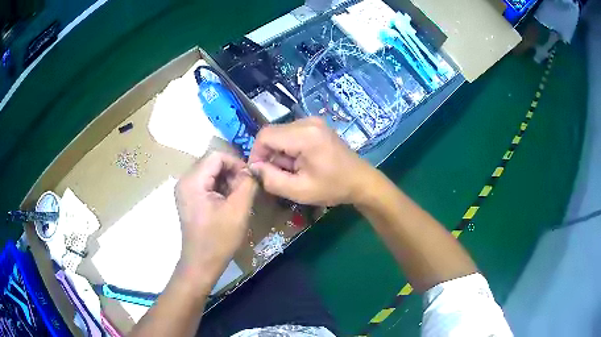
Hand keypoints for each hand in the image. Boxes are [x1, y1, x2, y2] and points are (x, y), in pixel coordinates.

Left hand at [175, 152, 256, 290]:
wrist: (202, 262)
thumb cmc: (219, 239)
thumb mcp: (238, 210)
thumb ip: (248, 183)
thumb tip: (253, 169)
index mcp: (193, 181)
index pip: (217, 156)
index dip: (236, 163)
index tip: (250, 178)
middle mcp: (184, 180)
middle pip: (212, 162)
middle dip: (231, 172)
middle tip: (245, 189)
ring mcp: (184, 189)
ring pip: (210, 172)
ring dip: (226, 180)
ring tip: (238, 197)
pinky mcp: (188, 198)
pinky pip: (206, 183)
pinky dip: (219, 188)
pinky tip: (227, 202)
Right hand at [248, 117, 375, 205]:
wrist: (361, 181)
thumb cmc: (333, 188)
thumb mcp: (299, 191)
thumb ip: (271, 180)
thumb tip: (254, 167)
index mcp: (305, 135)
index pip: (265, 135)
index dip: (256, 154)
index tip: (260, 172)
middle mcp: (308, 121)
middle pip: (272, 133)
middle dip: (269, 155)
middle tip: (280, 175)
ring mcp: (313, 121)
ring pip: (280, 134)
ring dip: (279, 153)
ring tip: (293, 171)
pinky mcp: (316, 125)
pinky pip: (291, 134)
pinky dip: (288, 149)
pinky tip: (299, 163)